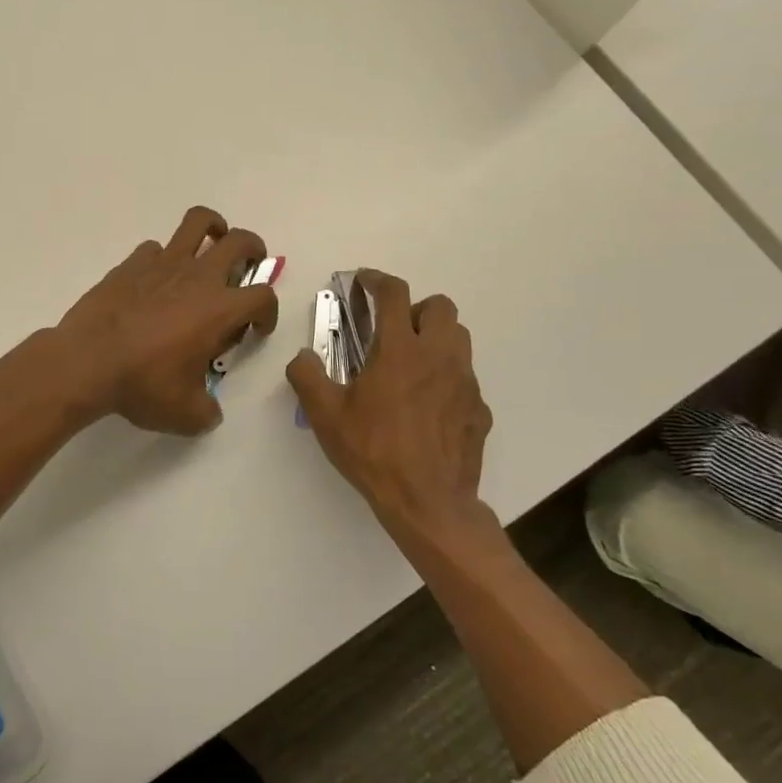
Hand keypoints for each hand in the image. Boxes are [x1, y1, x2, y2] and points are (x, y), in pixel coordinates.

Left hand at [55, 206, 279, 434]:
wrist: (86, 362)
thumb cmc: (143, 385)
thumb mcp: (186, 414)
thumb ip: (208, 411)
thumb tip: (210, 411)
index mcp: (220, 309)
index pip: (263, 296)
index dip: (268, 312)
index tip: (255, 329)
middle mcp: (198, 277)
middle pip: (240, 242)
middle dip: (254, 249)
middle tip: (248, 265)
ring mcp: (163, 264)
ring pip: (198, 222)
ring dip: (213, 227)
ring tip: (212, 242)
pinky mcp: (132, 263)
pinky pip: (155, 248)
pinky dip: (163, 258)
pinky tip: (156, 279)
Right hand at [286, 269, 496, 556]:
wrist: (428, 502)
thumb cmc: (373, 451)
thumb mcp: (325, 415)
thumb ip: (307, 376)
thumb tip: (302, 356)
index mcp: (399, 350)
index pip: (394, 294)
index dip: (377, 280)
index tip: (364, 282)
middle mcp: (438, 356)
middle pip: (441, 307)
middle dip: (416, 309)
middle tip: (392, 330)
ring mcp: (465, 382)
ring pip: (459, 338)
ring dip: (436, 338)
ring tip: (411, 363)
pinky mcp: (479, 409)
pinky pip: (466, 378)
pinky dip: (447, 378)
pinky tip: (427, 406)